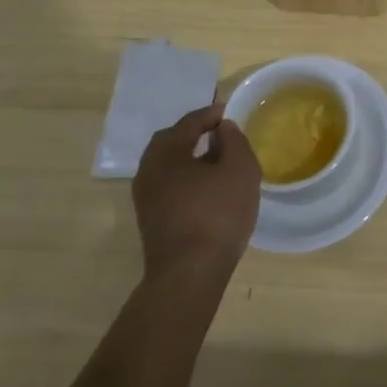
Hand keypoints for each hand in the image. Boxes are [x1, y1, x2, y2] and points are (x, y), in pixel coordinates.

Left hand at [132, 105, 260, 287]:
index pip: (189, 122)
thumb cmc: (217, 214)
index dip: (212, 114)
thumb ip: (234, 141)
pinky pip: (169, 186)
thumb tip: (222, 128)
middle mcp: (148, 170)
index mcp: (166, 152)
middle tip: (220, 134)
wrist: (189, 274)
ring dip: (191, 158)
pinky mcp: (151, 220)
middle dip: (195, 134)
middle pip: (171, 141)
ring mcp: (146, 198)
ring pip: (169, 166)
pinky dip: (187, 179)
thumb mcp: (240, 169)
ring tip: (218, 162)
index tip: (230, 112)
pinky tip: (208, 189)